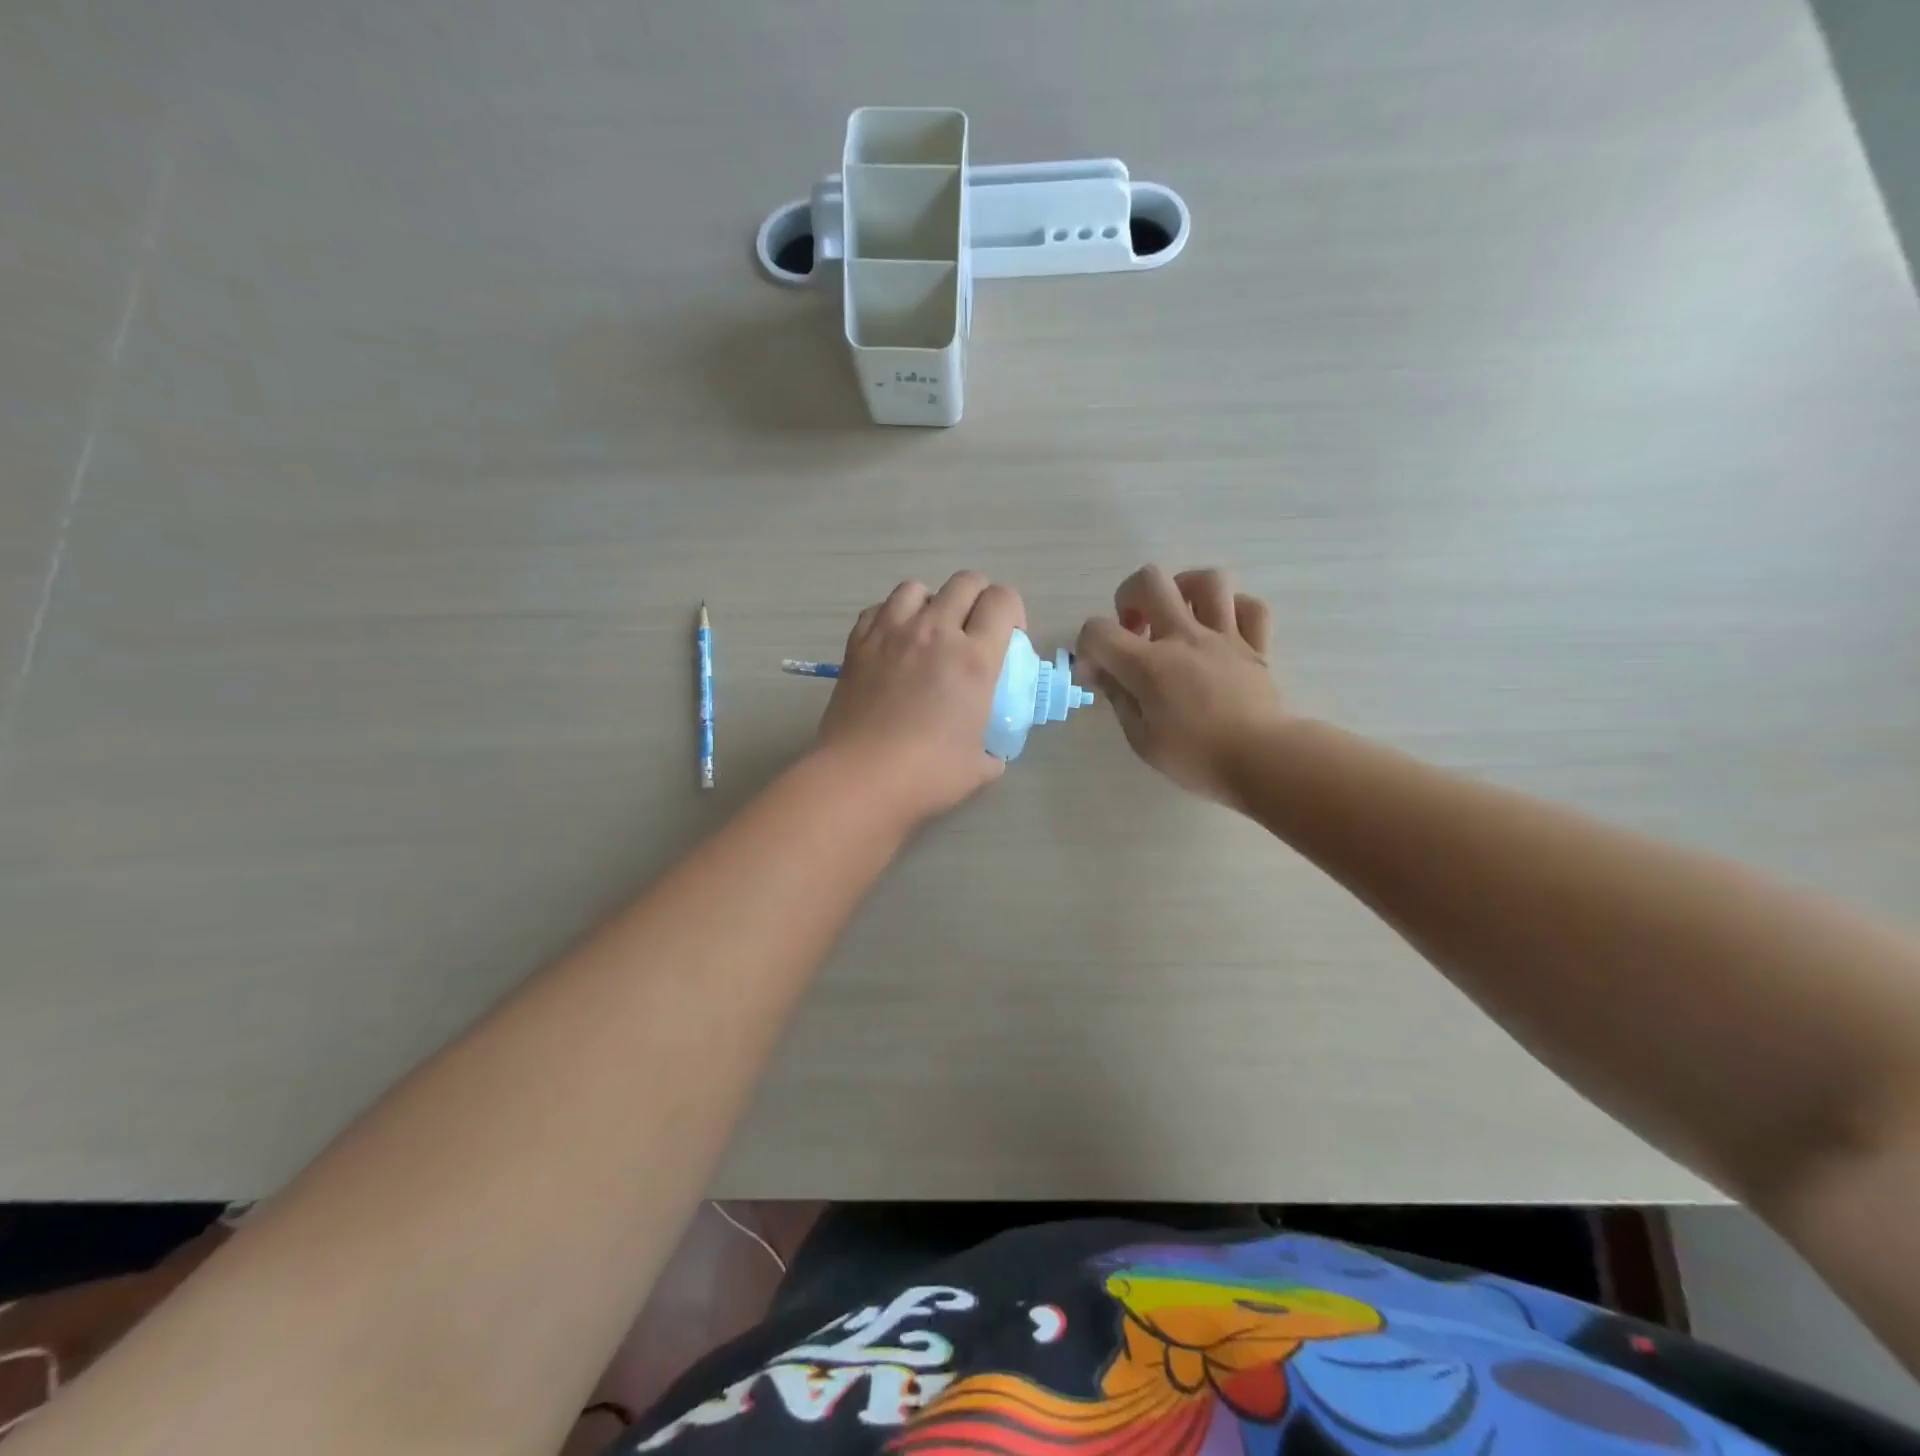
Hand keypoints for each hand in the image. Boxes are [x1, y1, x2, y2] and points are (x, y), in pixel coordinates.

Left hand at [817, 571, 1024, 829]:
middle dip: (977, 599)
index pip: (1002, 600)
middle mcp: (935, 632)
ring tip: (928, 634)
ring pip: (917, 588)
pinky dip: (890, 618)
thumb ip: (992, 748)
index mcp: (975, 658)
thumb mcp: (980, 766)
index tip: (1008, 639)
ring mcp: (891, 633)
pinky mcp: (857, 644)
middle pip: (965, 582)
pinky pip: (878, 610)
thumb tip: (990, 750)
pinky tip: (892, 645)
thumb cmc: (927, 775)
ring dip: (931, 604)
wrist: (861, 779)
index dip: (1012, 612)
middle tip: (973, 633)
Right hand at [1075, 565, 1287, 806]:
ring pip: (1207, 581)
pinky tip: (1219, 628)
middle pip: (1149, 581)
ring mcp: (1224, 637)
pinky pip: (1250, 607)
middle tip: (1134, 630)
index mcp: (1149, 664)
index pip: (1098, 631)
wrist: (1263, 761)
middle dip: (1129, 597)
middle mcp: (1184, 638)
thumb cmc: (1196, 758)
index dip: (1086, 647)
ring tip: (1177, 616)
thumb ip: (1118, 697)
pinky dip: (1232, 610)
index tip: (1095, 674)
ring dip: (1183, 590)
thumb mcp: (1141, 738)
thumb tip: (1100, 671)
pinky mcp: (1256, 646)